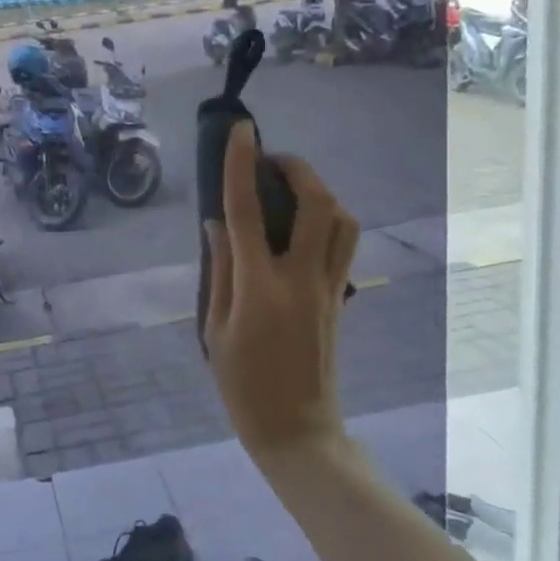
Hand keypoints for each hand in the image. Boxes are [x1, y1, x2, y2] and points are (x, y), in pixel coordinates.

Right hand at [202, 121, 359, 455]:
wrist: (297, 430)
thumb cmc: (243, 385)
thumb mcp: (215, 329)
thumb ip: (220, 270)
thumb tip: (217, 223)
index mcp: (260, 286)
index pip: (248, 211)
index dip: (242, 165)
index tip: (241, 130)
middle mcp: (301, 278)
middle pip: (317, 204)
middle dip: (297, 169)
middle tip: (270, 162)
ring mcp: (329, 287)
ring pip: (343, 220)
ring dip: (320, 192)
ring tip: (291, 190)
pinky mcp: (340, 298)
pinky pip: (344, 244)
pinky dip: (329, 219)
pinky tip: (303, 226)